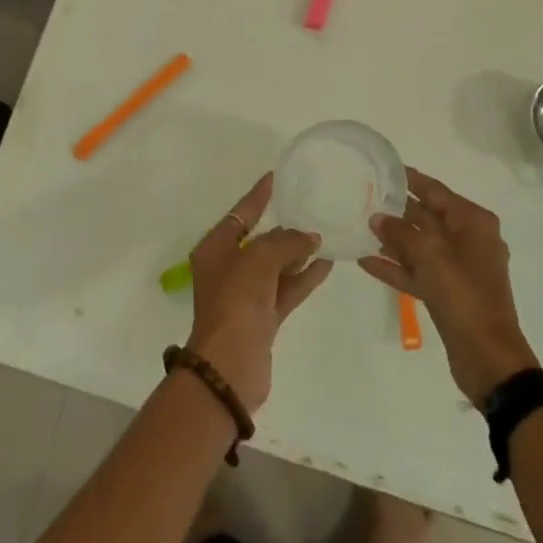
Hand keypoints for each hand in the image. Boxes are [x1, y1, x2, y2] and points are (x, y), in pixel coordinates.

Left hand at [185, 174, 333, 412]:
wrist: (230, 365)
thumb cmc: (236, 300)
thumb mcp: (260, 258)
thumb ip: (287, 242)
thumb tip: (310, 238)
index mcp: (215, 249)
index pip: (240, 214)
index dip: (258, 196)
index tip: (276, 177)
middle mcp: (228, 269)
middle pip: (259, 240)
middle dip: (283, 228)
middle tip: (309, 208)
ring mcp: (246, 295)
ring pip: (276, 266)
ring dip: (298, 253)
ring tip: (325, 235)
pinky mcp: (263, 318)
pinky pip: (286, 289)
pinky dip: (304, 277)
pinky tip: (327, 264)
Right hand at [361, 169, 540, 404]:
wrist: (488, 357)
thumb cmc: (463, 294)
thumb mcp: (430, 255)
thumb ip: (400, 232)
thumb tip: (378, 218)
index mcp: (473, 222)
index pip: (436, 191)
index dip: (410, 179)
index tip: (384, 168)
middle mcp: (468, 239)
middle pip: (428, 217)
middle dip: (397, 210)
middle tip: (364, 198)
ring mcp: (459, 268)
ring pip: (421, 245)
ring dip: (393, 240)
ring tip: (360, 229)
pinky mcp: (449, 293)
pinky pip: (419, 271)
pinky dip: (397, 267)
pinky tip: (366, 262)